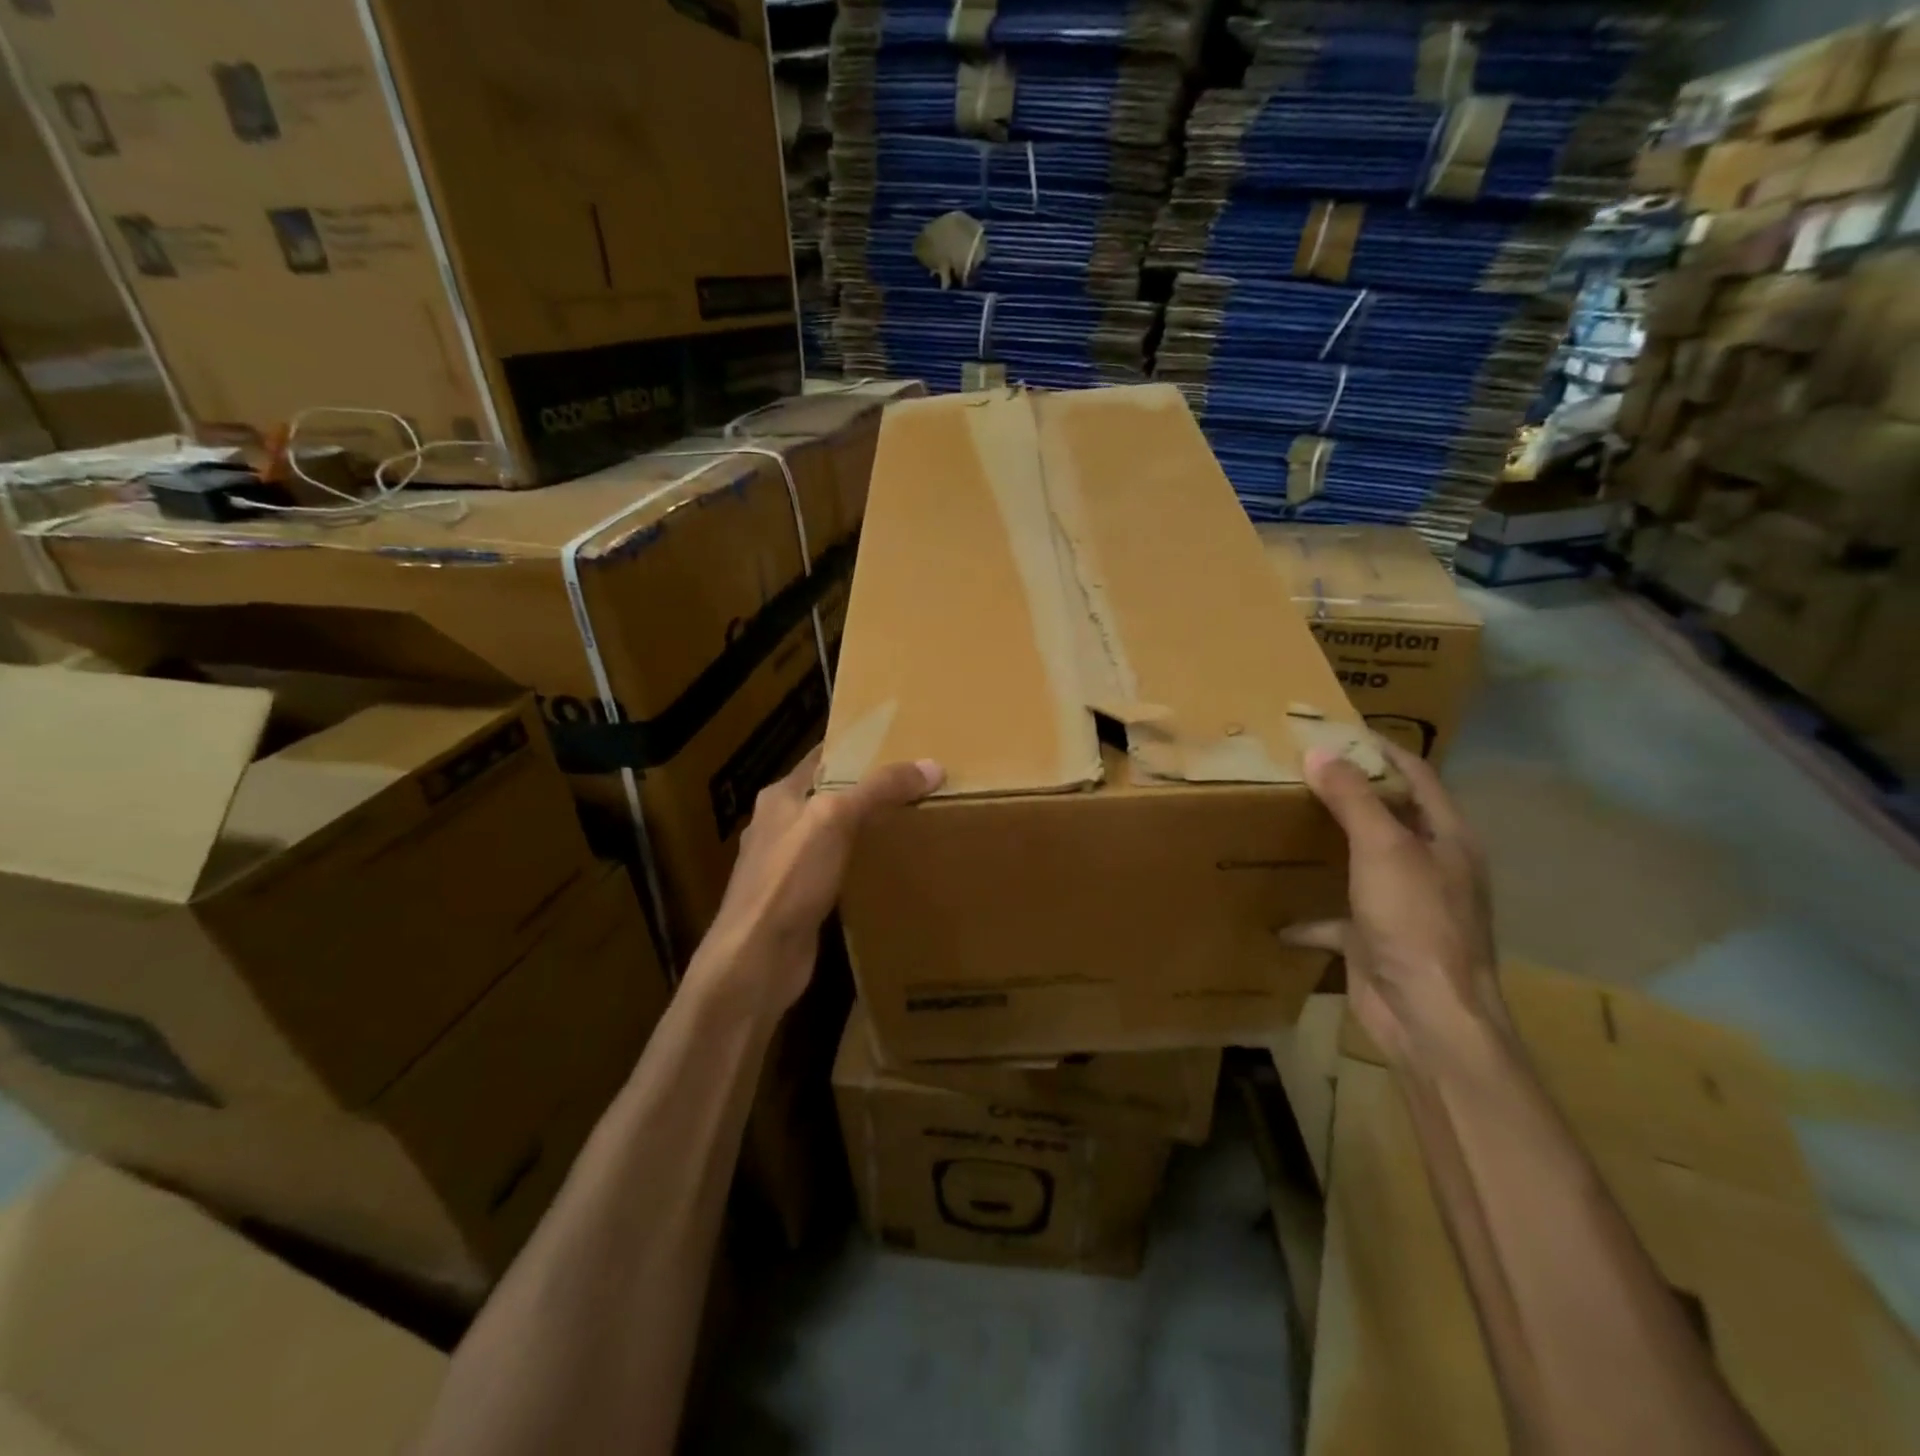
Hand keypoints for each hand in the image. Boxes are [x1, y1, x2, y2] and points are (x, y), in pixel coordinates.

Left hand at [694, 748, 943, 1012]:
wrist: (756, 960)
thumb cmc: (788, 880)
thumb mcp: (834, 820)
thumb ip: (879, 789)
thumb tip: (931, 766)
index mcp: (781, 796)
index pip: (823, 757)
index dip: (858, 746)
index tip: (900, 742)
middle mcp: (780, 825)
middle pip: (831, 796)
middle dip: (870, 789)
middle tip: (919, 783)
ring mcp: (787, 865)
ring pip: (834, 834)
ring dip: (866, 828)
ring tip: (913, 820)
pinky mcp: (799, 899)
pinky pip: (836, 870)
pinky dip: (860, 864)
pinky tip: (888, 869)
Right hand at [1285, 740, 1507, 1070]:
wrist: (1427, 1016)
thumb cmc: (1415, 921)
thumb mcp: (1383, 849)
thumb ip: (1353, 800)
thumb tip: (1320, 751)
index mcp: (1446, 839)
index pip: (1418, 776)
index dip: (1383, 749)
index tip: (1338, 729)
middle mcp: (1428, 868)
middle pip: (1389, 817)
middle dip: (1350, 793)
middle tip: (1301, 769)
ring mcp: (1402, 906)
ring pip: (1360, 864)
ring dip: (1328, 846)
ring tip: (1284, 821)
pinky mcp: (1374, 940)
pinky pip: (1335, 918)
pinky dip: (1308, 914)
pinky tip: (1275, 912)